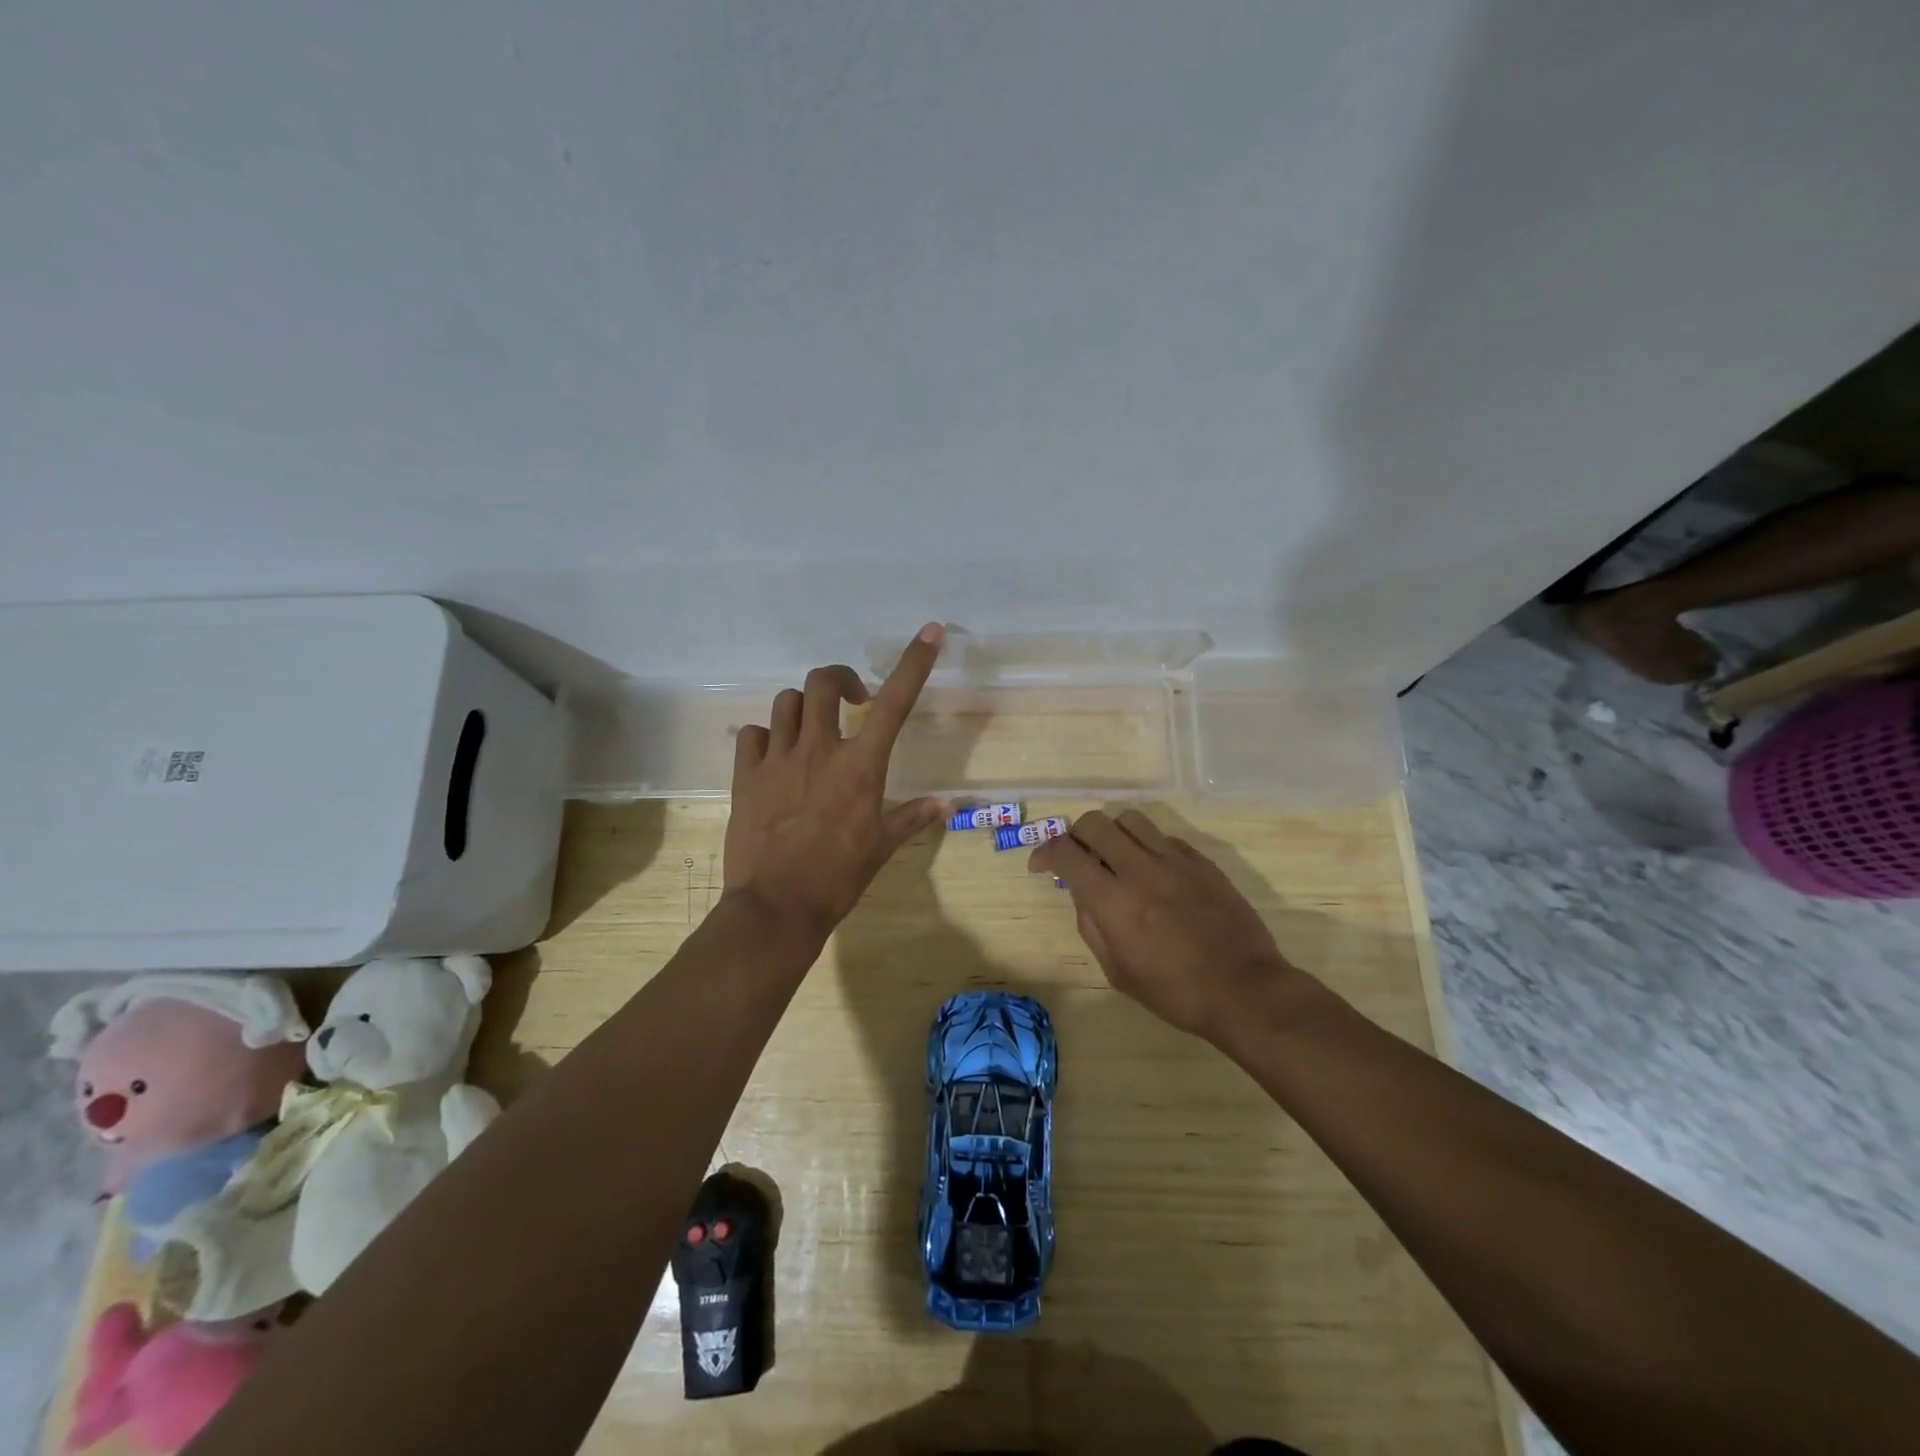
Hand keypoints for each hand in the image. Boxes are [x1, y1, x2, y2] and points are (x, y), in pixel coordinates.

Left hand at [723, 623, 946, 941]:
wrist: (777, 907)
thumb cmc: (838, 878)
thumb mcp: (881, 847)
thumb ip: (912, 817)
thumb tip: (947, 804)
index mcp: (861, 766)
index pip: (895, 702)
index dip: (915, 662)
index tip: (931, 632)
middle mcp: (820, 750)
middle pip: (824, 681)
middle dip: (840, 679)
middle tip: (851, 700)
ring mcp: (778, 759)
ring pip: (786, 702)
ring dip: (803, 707)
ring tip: (811, 731)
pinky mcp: (745, 776)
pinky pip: (753, 734)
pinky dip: (766, 736)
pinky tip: (774, 755)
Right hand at [1030, 809, 1296, 1040]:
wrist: (1244, 989)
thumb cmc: (1175, 992)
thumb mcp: (1118, 971)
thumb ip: (1092, 925)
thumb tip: (1081, 893)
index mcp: (1112, 900)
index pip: (1065, 853)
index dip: (1044, 853)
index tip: (1041, 865)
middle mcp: (1139, 868)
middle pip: (1094, 823)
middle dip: (1075, 836)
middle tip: (1078, 857)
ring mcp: (1173, 860)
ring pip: (1129, 819)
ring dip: (1112, 832)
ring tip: (1115, 855)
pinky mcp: (1201, 860)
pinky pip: (1163, 836)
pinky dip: (1146, 846)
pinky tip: (1152, 870)